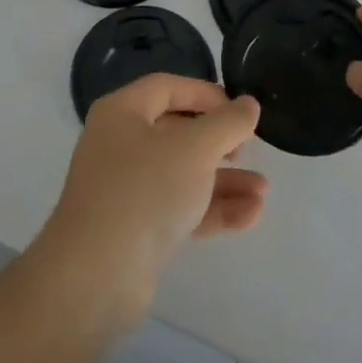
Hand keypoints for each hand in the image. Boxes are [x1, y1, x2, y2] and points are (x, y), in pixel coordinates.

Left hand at [32, 76, 266, 328]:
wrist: (97, 274)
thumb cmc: (145, 190)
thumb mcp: (195, 148)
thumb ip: (228, 123)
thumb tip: (248, 104)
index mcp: (122, 112)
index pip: (167, 88)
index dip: (206, 94)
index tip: (240, 112)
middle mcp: (119, 144)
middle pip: (176, 131)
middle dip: (219, 142)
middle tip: (248, 151)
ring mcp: (126, 188)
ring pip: (182, 174)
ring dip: (223, 180)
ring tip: (263, 191)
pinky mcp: (136, 229)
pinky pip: (179, 208)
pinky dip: (212, 209)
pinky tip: (251, 216)